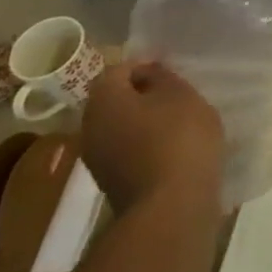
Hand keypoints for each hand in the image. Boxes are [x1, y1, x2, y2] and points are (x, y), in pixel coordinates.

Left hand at [80, 61, 224, 214]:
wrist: (170, 206)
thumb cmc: (178, 137)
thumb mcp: (182, 95)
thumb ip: (163, 77)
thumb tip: (148, 72)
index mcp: (103, 99)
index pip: (118, 70)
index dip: (146, 65)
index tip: (172, 71)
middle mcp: (90, 127)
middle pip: (115, 100)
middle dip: (143, 95)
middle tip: (177, 94)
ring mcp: (97, 159)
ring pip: (121, 127)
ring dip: (145, 121)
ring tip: (179, 122)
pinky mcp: (112, 183)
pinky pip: (128, 151)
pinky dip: (146, 145)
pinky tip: (173, 148)